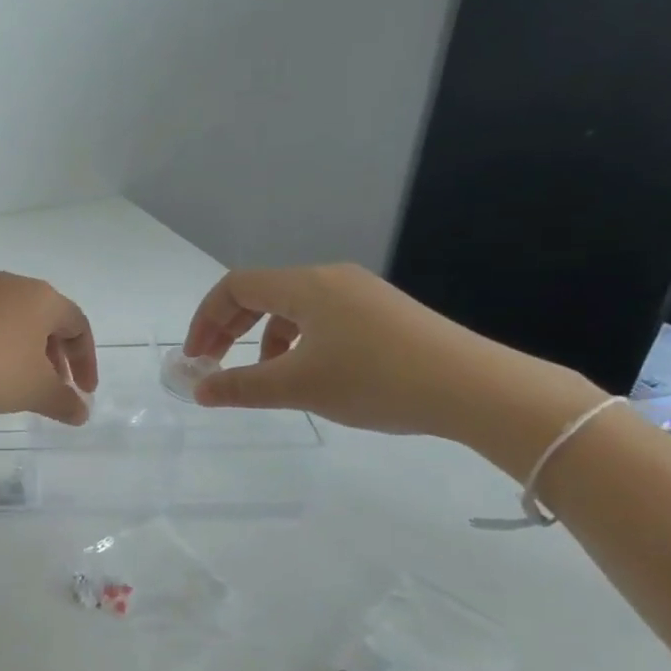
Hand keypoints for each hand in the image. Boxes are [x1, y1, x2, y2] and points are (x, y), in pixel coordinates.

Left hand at [0, 272, 98, 424]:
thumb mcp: (33, 391)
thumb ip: (63, 402)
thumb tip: (82, 411)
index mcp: (42, 298)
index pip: (78, 325)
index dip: (86, 361)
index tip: (83, 392)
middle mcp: (13, 285)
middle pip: (47, 321)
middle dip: (56, 358)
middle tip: (54, 390)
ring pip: (16, 321)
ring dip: (27, 353)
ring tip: (19, 385)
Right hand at [181, 264, 598, 450]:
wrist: (475, 389)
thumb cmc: (376, 380)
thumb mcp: (299, 387)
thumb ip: (241, 386)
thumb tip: (199, 391)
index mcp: (307, 285)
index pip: (235, 287)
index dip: (205, 320)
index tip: (195, 359)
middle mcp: (331, 278)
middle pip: (262, 293)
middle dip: (229, 328)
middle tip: (213, 366)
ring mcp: (362, 294)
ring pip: (293, 308)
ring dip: (264, 339)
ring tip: (264, 377)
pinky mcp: (384, 314)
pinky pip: (322, 319)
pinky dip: (298, 342)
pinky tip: (310, 375)